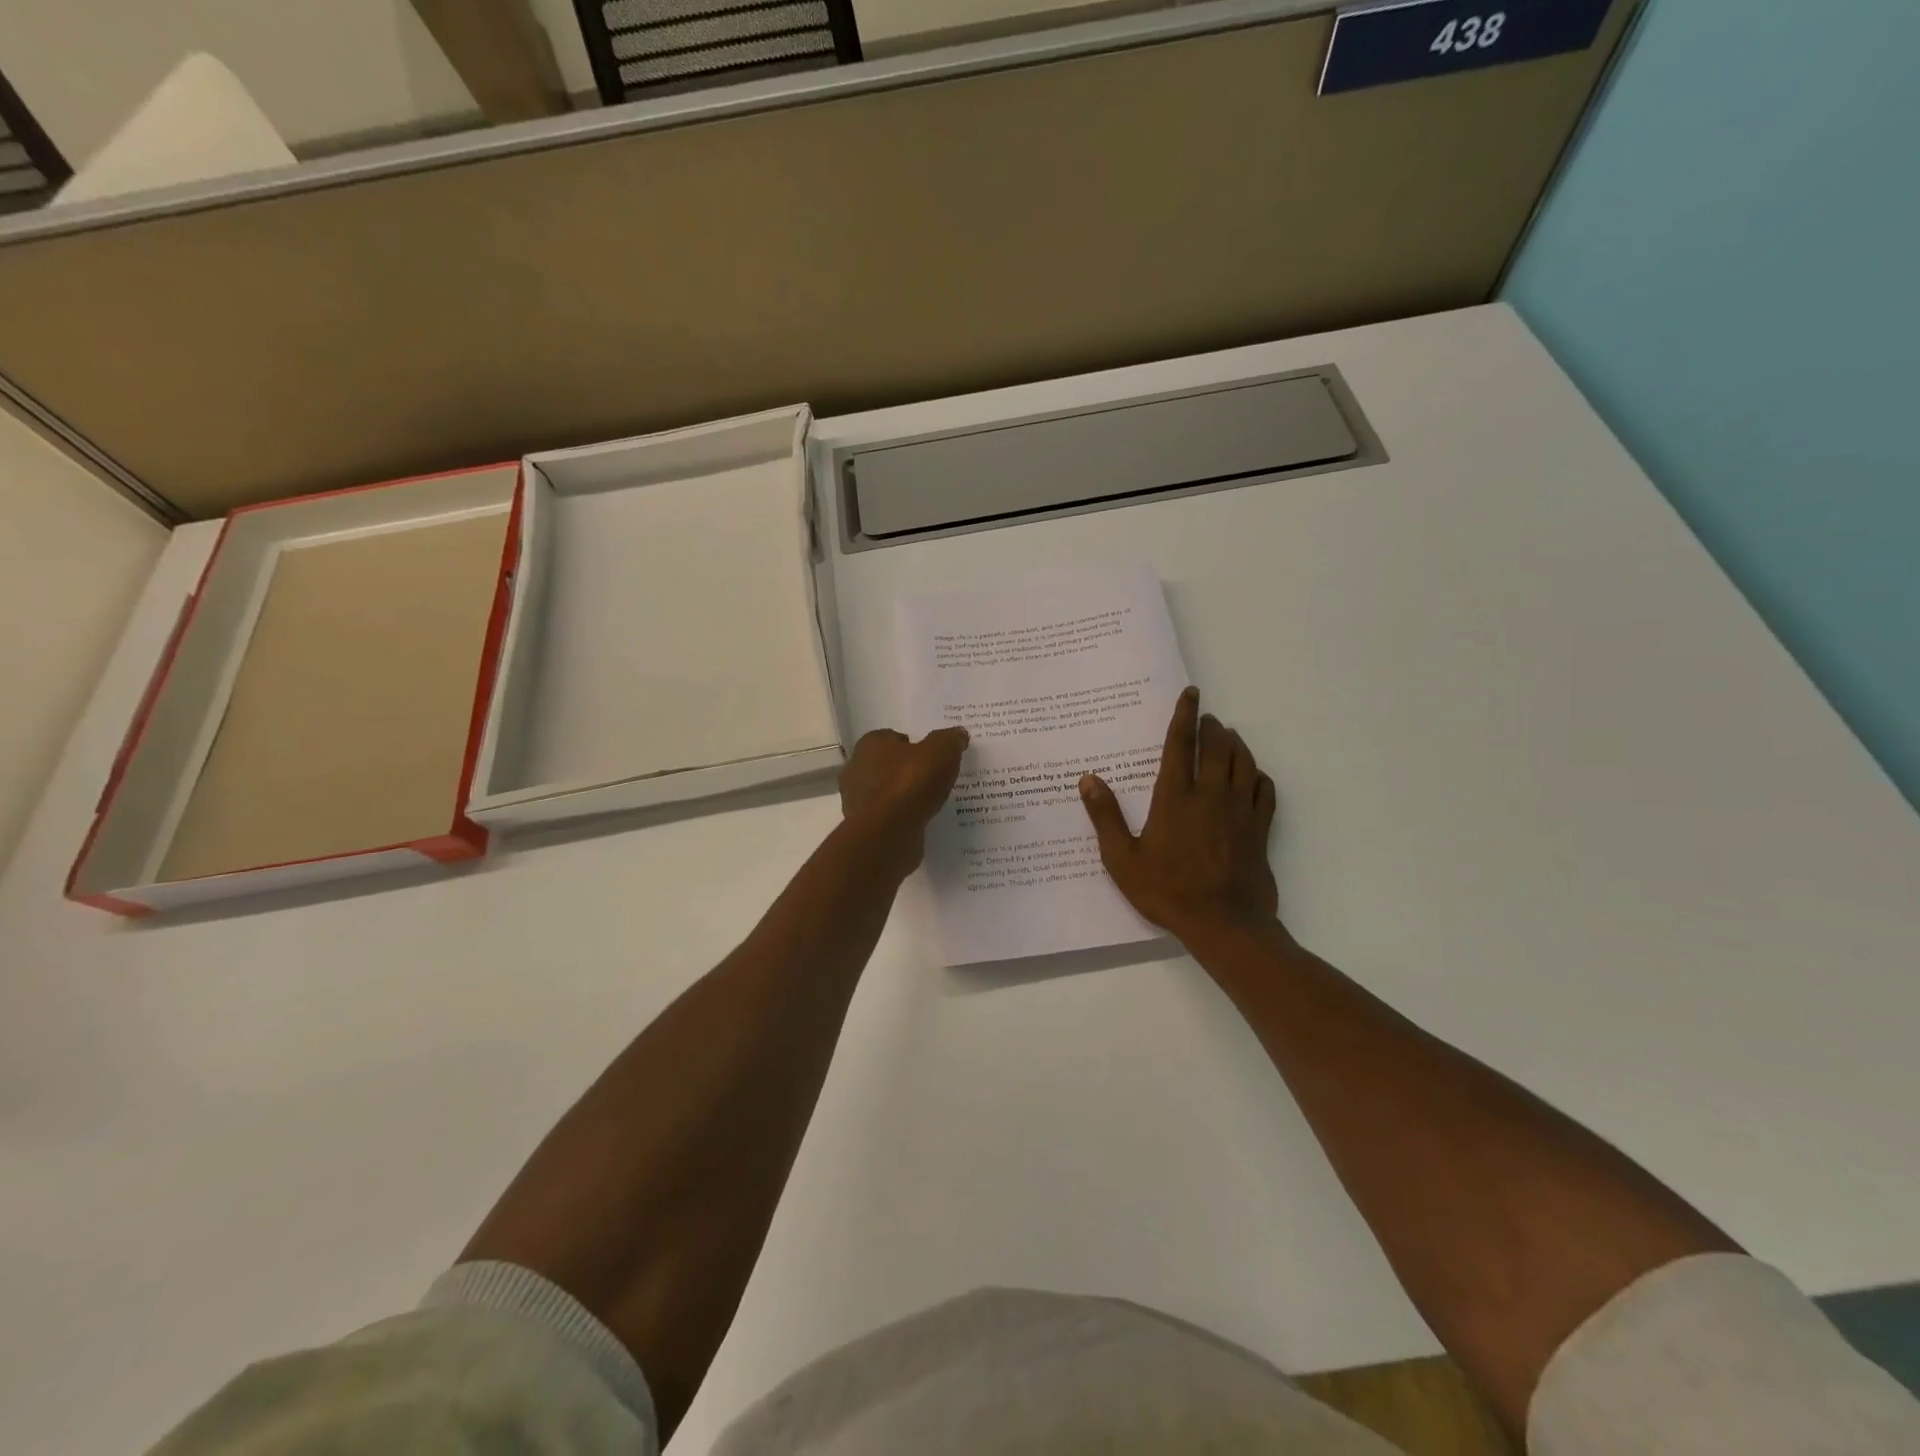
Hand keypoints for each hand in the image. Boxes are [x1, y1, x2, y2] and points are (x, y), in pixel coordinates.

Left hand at [839, 726, 970, 870]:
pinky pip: (889, 815)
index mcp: (871, 743)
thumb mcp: (941, 752)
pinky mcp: (865, 826)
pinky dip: (903, 817)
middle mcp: (858, 768)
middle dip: (909, 771)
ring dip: (906, 796)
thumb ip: (950, 740)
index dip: (914, 746)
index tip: (933, 757)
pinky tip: (922, 821)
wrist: (887, 834)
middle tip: (935, 779)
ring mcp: (858, 799)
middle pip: (889, 765)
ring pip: (888, 792)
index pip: (893, 737)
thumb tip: (958, 734)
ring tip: (932, 802)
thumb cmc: (910, 783)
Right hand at [1078, 687, 1278, 940]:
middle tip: (1207, 718)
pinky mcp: (1260, 828)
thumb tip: (1088, 780)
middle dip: (1212, 726)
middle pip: (1217, 746)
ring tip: (1228, 737)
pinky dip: (1259, 775)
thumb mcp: (1122, 859)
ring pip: (1243, 762)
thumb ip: (1105, 817)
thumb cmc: (1167, 891)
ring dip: (1235, 744)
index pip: (1180, 744)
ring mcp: (1240, 810)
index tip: (1191, 694)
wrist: (1223, 923)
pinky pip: (1265, 790)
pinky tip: (1253, 775)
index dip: (1184, 715)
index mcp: (1175, 797)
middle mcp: (1210, 794)